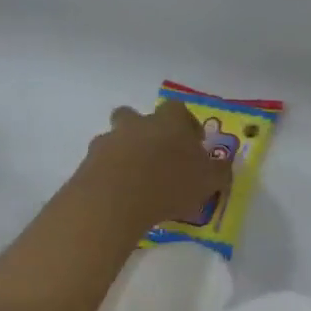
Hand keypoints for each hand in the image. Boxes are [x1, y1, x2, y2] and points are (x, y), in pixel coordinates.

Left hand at [79, 101, 229, 230]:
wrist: (115, 200)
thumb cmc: (170, 182)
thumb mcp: (209, 180)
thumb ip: (219, 171)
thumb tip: (223, 166)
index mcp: (168, 121)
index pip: (178, 110)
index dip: (186, 124)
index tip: (193, 143)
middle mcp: (137, 125)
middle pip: (135, 116)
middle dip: (144, 131)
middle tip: (157, 156)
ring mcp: (108, 142)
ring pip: (115, 140)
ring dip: (125, 155)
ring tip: (137, 183)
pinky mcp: (87, 165)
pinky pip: (101, 165)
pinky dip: (110, 176)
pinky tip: (121, 198)